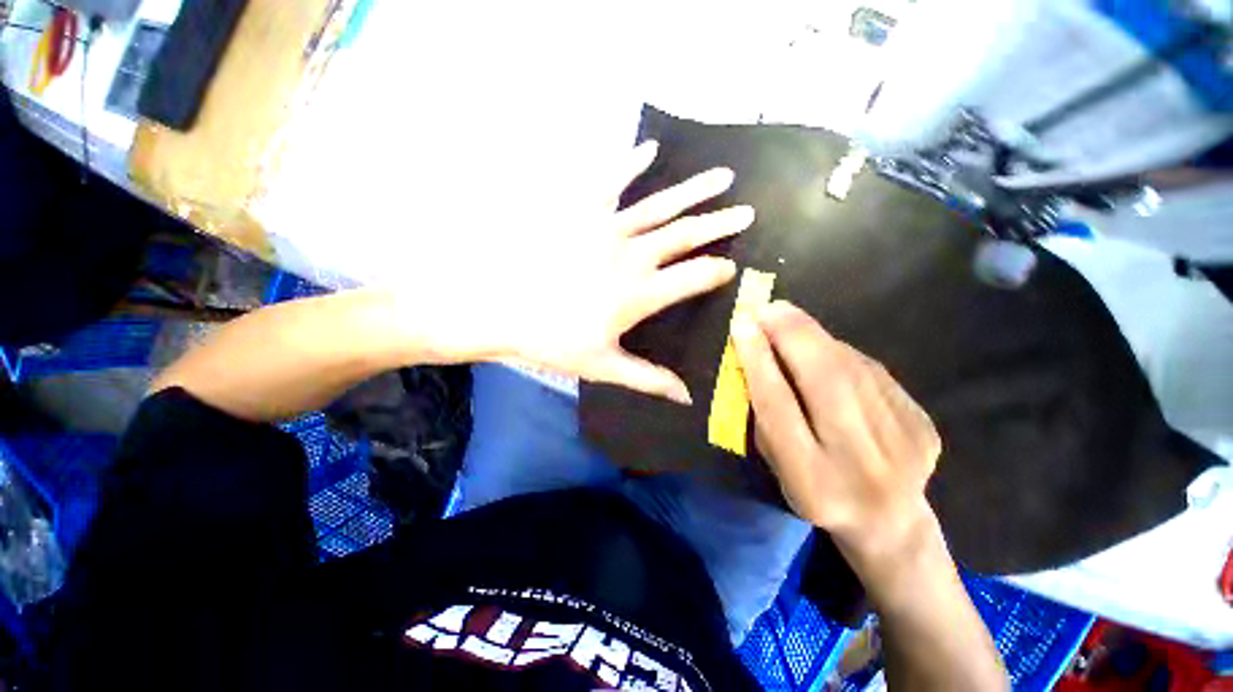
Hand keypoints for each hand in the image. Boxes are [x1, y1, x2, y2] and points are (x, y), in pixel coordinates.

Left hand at [410, 141, 753, 403]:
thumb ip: (649, 379)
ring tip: (723, 176)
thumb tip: (687, 398)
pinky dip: (631, 162)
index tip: (732, 268)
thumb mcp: (603, 366)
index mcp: (642, 293)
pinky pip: (612, 180)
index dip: (718, 272)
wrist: (498, 307)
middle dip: (720, 225)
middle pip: (687, 235)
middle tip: (747, 213)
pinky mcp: (581, 210)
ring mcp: (608, 227)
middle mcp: (634, 255)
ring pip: (661, 205)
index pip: (695, 277)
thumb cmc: (552, 340)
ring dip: (694, 190)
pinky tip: (650, 149)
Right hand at [731, 302, 941, 564]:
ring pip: (851, 368)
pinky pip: (872, 373)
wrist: (889, 521)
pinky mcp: (924, 425)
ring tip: (788, 321)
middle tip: (768, 308)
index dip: (758, 360)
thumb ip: (765, 414)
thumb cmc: (815, 492)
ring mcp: (903, 442)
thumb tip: (757, 353)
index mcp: (812, 480)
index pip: (778, 407)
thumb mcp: (777, 464)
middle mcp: (861, 461)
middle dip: (791, 333)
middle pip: (825, 379)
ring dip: (814, 336)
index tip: (742, 324)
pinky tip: (825, 353)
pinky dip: (841, 354)